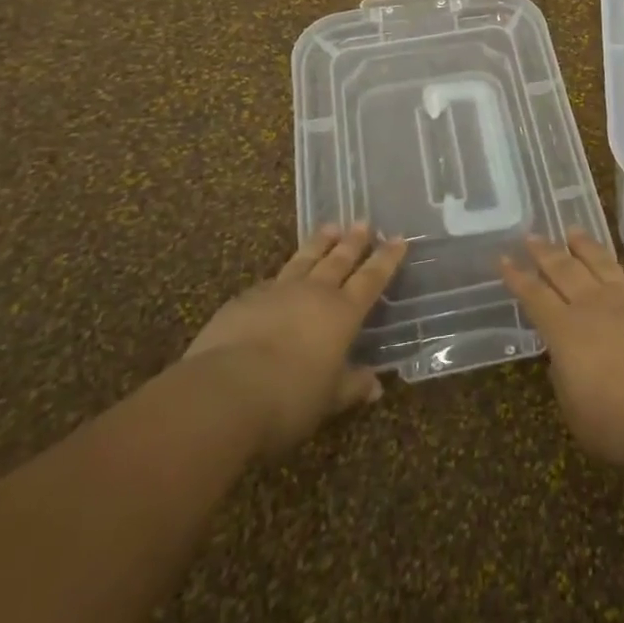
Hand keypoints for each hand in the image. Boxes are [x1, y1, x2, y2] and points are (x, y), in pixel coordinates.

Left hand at [182, 223, 407, 457]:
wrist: (225, 390)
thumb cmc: (289, 398)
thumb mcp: (328, 400)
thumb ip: (351, 387)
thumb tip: (376, 386)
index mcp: (342, 313)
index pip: (371, 279)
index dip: (386, 259)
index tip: (398, 239)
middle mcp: (314, 293)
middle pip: (339, 260)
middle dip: (353, 241)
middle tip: (363, 222)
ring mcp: (278, 291)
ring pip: (305, 258)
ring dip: (320, 243)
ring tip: (330, 227)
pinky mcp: (245, 299)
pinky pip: (271, 280)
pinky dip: (282, 274)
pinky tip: (280, 276)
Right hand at [501, 229, 623, 465]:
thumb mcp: (582, 419)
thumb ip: (567, 387)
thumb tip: (561, 362)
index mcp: (566, 332)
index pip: (535, 297)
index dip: (517, 278)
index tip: (504, 258)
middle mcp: (594, 305)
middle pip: (564, 269)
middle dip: (545, 252)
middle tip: (531, 235)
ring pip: (599, 262)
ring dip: (583, 246)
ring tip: (571, 231)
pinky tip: (622, 264)